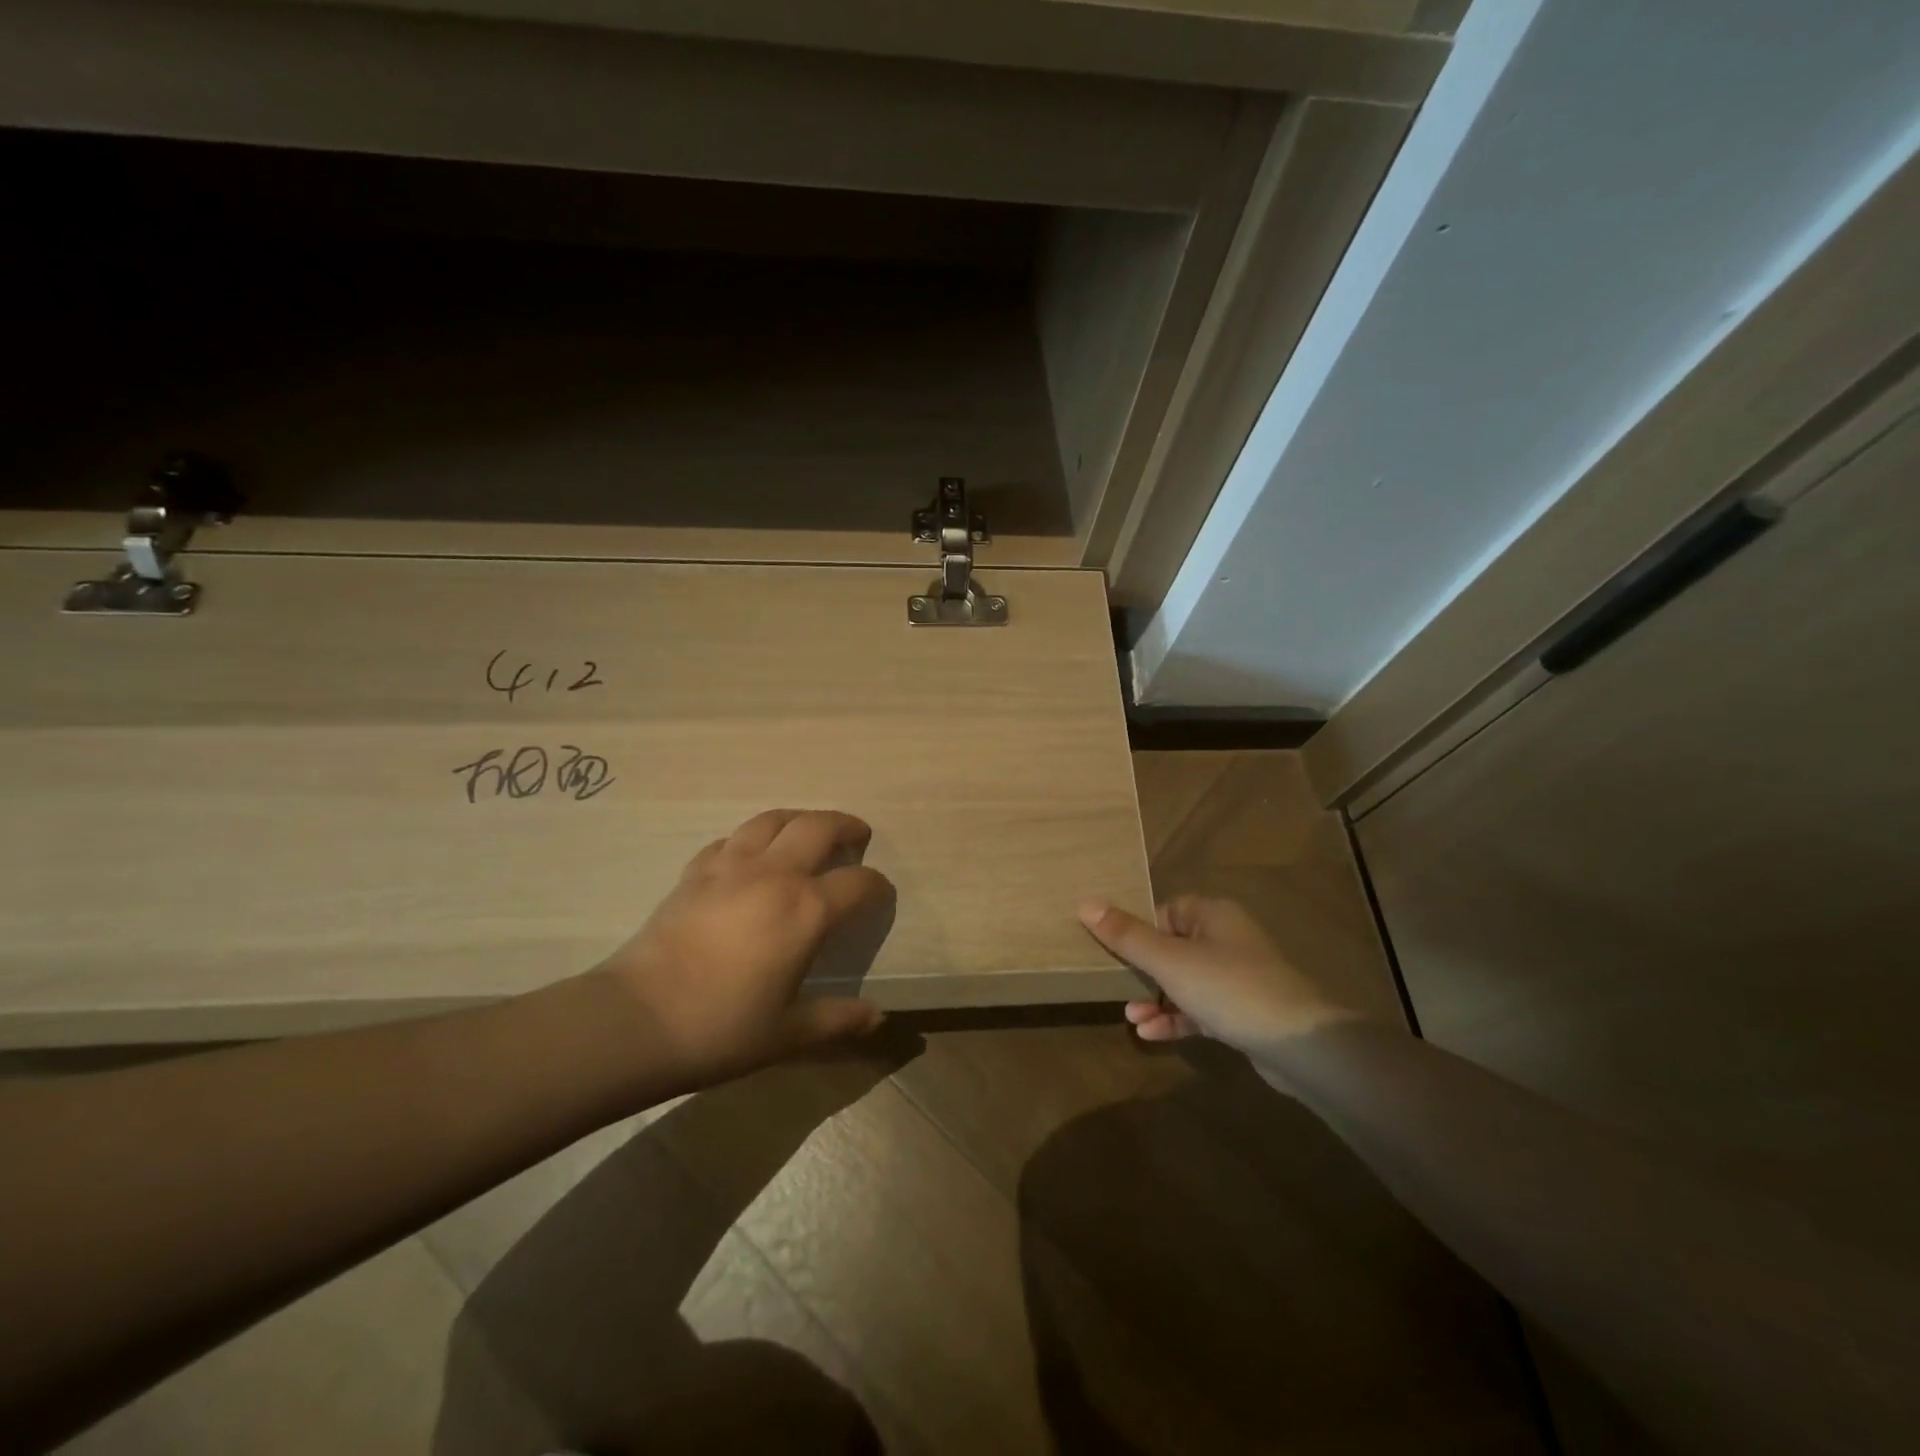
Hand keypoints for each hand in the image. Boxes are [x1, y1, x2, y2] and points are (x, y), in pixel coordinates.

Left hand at [592, 809, 894, 1091]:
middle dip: (845, 826)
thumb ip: (837, 1019)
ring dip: (799, 818)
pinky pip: (731, 839)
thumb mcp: (788, 1033)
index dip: (877, 885)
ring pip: (773, 820)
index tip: (882, 893)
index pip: (857, 883)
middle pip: (818, 827)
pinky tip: (750, 855)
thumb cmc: (722, 1028)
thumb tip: (877, 1017)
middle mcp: (775, 875)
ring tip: (807, 830)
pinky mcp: (695, 872)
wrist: (638, 1019)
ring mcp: (731, 867)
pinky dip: (751, 839)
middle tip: (857, 835)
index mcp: (807, 910)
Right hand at [1079, 895, 1365, 1054]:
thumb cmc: (1229, 988)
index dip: (1138, 930)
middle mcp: (1226, 939)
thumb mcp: (1170, 961)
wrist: (1300, 1044)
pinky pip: (1199, 1009)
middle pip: (1171, 947)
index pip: (1165, 912)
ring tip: (1131, 1018)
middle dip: (1141, 971)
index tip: (1113, 952)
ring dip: (1155, 999)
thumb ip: (1127, 935)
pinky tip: (1150, 1035)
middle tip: (1116, 987)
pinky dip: (1175, 1019)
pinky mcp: (1242, 1012)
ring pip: (1184, 982)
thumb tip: (1086, 903)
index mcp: (1212, 915)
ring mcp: (1237, 977)